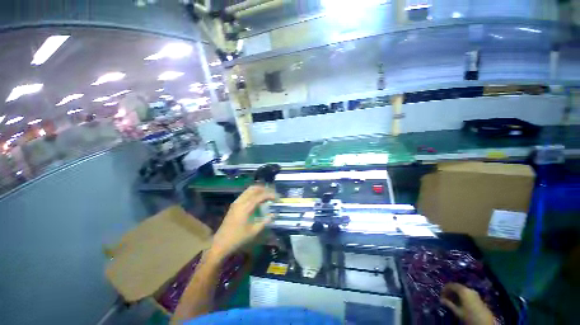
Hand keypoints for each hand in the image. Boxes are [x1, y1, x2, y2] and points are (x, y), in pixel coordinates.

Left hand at [207, 185, 275, 261]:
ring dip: (258, 190)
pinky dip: (252, 193)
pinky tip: (257, 199)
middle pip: (253, 189)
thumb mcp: (254, 232)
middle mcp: (240, 202)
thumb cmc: (238, 239)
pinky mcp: (234, 205)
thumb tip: (273, 214)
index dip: (270, 195)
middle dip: (264, 189)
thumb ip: (265, 221)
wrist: (220, 244)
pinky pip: (245, 194)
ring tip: (266, 195)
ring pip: (248, 190)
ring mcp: (236, 202)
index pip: (260, 196)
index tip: (277, 198)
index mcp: (246, 207)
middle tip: (272, 194)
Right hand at [440, 283, 494, 324]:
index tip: (441, 294)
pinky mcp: (478, 298)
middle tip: (445, 297)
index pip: (451, 285)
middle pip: (457, 287)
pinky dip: (462, 296)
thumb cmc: (469, 316)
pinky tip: (460, 302)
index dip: (445, 288)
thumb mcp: (458, 311)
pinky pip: (467, 294)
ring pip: (463, 290)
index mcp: (463, 290)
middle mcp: (469, 289)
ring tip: (452, 300)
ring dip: (456, 294)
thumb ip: (449, 304)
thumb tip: (441, 300)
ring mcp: (475, 293)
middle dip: (451, 291)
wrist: (485, 323)